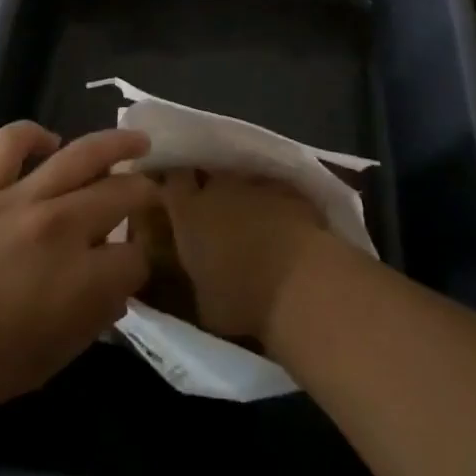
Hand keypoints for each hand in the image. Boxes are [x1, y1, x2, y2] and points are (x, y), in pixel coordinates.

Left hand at [0, 122, 154, 431]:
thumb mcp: (43, 365)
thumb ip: (87, 324)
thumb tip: (112, 294)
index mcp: (80, 281)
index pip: (134, 259)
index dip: (138, 266)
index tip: (129, 273)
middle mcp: (60, 228)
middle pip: (121, 195)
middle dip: (144, 195)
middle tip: (150, 196)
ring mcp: (19, 198)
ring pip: (82, 154)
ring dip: (116, 145)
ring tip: (136, 142)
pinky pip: (12, 142)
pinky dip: (35, 135)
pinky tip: (49, 142)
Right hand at [159, 173, 337, 342]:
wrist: (302, 283)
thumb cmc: (243, 300)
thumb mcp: (205, 304)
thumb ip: (198, 280)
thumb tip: (202, 281)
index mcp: (189, 213)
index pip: (173, 180)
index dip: (174, 182)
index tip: (176, 192)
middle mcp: (219, 188)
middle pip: (208, 171)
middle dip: (209, 182)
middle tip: (213, 204)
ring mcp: (257, 184)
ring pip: (243, 177)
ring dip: (244, 191)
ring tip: (250, 212)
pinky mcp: (291, 189)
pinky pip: (276, 188)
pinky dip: (276, 199)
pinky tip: (283, 218)